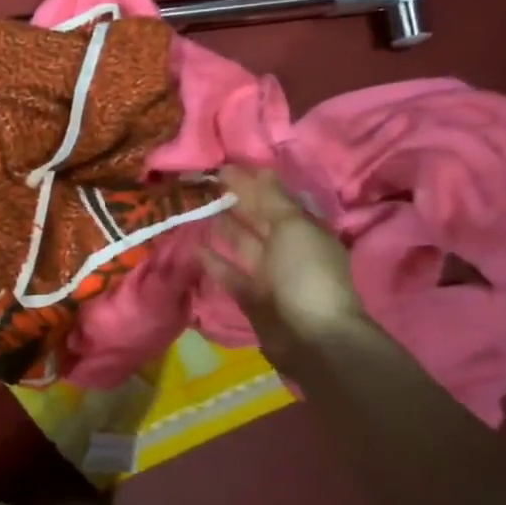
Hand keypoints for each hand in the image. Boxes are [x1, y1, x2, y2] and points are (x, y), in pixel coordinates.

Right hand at [200, 166, 365, 368]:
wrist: (311, 338)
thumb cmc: (305, 274)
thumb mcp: (293, 227)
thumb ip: (272, 199)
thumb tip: (257, 170)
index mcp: (304, 228)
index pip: (275, 197)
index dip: (252, 181)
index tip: (222, 167)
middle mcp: (288, 248)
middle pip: (258, 218)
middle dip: (235, 200)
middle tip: (203, 184)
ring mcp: (269, 273)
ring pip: (242, 243)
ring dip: (222, 226)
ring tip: (195, 209)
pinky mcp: (251, 296)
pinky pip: (229, 272)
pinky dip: (213, 259)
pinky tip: (194, 246)